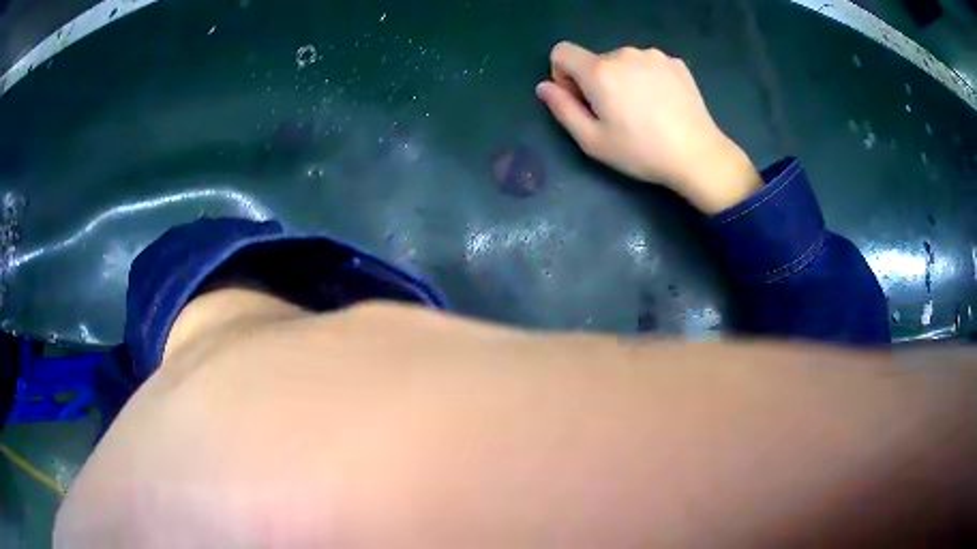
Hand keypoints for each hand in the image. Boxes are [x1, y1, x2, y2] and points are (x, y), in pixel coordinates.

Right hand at [536, 42, 761, 213]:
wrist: (698, 155)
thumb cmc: (641, 152)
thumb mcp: (592, 141)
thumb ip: (562, 109)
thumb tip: (544, 87)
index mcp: (599, 70)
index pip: (561, 52)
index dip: (562, 74)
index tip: (581, 99)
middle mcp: (624, 53)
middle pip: (595, 60)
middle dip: (597, 81)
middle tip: (617, 114)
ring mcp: (653, 55)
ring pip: (623, 61)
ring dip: (623, 78)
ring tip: (644, 110)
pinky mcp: (675, 62)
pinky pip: (648, 64)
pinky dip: (647, 78)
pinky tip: (662, 103)